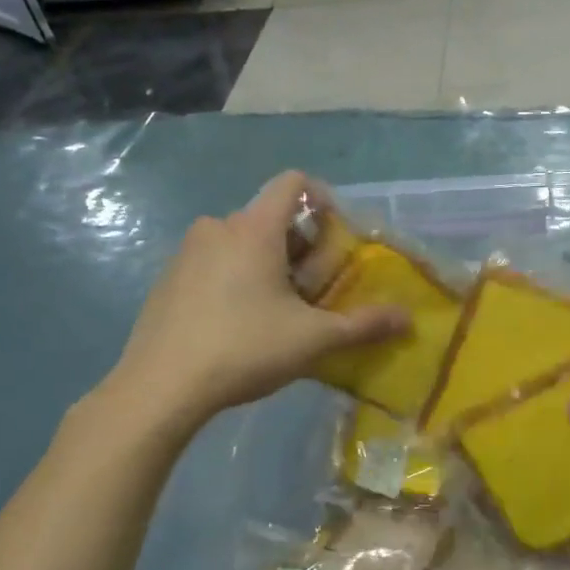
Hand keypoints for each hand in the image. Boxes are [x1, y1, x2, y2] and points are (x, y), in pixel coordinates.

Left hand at [95, 172, 406, 438]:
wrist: (161, 387)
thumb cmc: (245, 349)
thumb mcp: (314, 339)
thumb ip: (363, 325)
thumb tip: (408, 319)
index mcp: (254, 229)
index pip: (293, 183)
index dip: (323, 199)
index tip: (336, 239)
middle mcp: (218, 227)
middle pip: (272, 218)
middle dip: (302, 246)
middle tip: (315, 290)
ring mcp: (187, 252)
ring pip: (243, 242)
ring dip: (270, 264)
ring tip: (281, 311)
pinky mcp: (169, 278)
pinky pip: (215, 263)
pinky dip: (238, 278)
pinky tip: (241, 324)